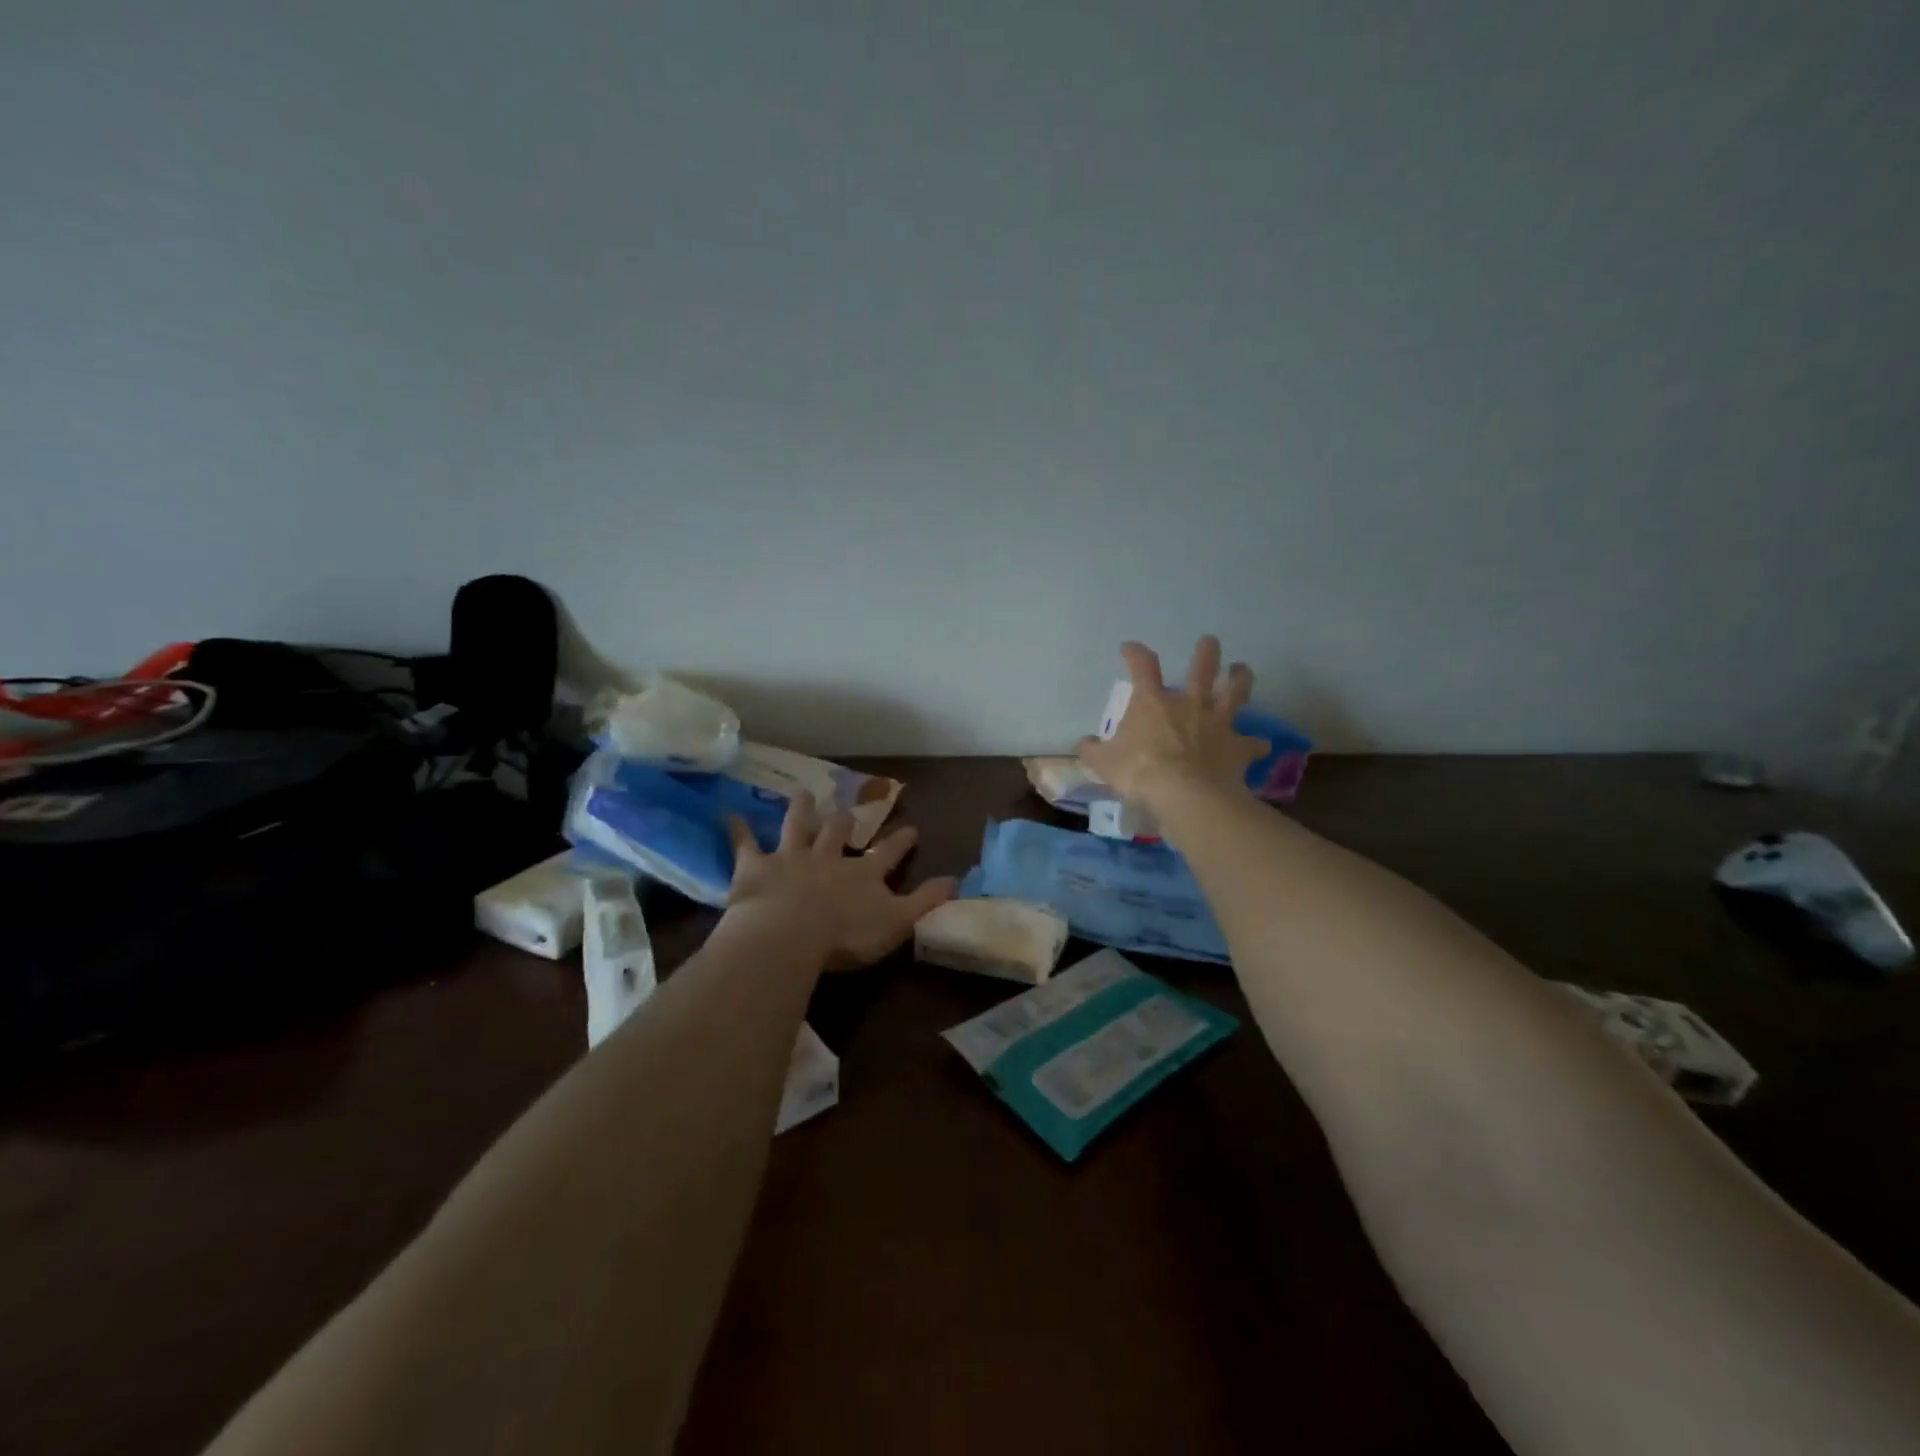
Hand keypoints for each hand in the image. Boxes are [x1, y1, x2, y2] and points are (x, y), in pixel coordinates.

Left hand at [726, 794, 956, 971]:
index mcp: (862, 874)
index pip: (889, 854)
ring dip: (801, 810)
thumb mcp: (897, 922)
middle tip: (846, 807)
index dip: (901, 842)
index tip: (912, 828)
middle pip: (838, 832)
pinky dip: (738, 829)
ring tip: (803, 793)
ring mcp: (791, 858)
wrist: (790, 933)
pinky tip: (728, 814)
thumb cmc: (845, 935)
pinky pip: (745, 844)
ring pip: (798, 827)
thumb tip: (958, 880)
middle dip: (844, 819)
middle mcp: (828, 858)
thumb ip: (926, 901)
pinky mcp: (756, 866)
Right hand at [1076, 636, 1266, 811]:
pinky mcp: (1238, 747)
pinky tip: (1261, 746)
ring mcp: (1218, 723)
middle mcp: (1189, 704)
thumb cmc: (1140, 772)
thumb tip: (1085, 743)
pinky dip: (1256, 744)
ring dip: (1240, 679)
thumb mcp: (1104, 763)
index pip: (1142, 666)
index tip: (1130, 648)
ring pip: (1235, 693)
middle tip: (1210, 642)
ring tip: (1242, 669)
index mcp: (1153, 702)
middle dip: (1206, 653)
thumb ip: (1094, 750)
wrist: (1185, 794)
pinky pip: (1252, 743)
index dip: (1136, 654)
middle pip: (1202, 669)